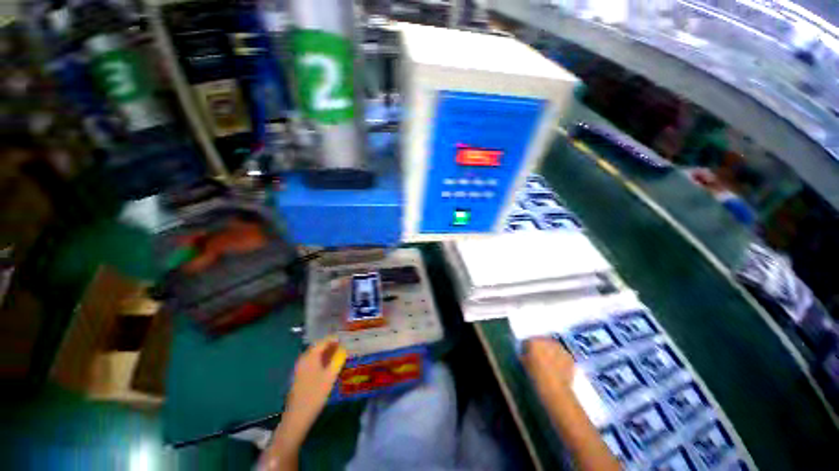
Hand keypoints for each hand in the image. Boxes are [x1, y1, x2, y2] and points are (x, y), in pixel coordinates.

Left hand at [279, 338, 346, 445]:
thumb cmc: (316, 394)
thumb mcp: (331, 375)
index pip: (323, 341)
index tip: (345, 338)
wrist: (298, 416)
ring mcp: (301, 368)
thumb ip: (338, 359)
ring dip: (327, 353)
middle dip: (331, 346)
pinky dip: (322, 361)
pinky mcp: (301, 376)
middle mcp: (304, 359)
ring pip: (316, 355)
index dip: (334, 339)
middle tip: (344, 347)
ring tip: (340, 355)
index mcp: (310, 356)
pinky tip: (330, 366)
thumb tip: (344, 348)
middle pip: (319, 347)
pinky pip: (313, 362)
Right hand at [522, 337, 575, 397]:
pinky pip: (563, 355)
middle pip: (542, 341)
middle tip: (539, 359)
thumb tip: (524, 354)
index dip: (527, 348)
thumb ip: (523, 355)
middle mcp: (547, 341)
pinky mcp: (570, 356)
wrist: (554, 389)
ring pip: (553, 347)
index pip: (528, 341)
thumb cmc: (535, 376)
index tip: (527, 355)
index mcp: (533, 341)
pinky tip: (558, 368)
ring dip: (551, 352)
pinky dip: (560, 359)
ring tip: (550, 364)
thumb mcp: (524, 365)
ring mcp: (560, 348)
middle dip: (540, 348)